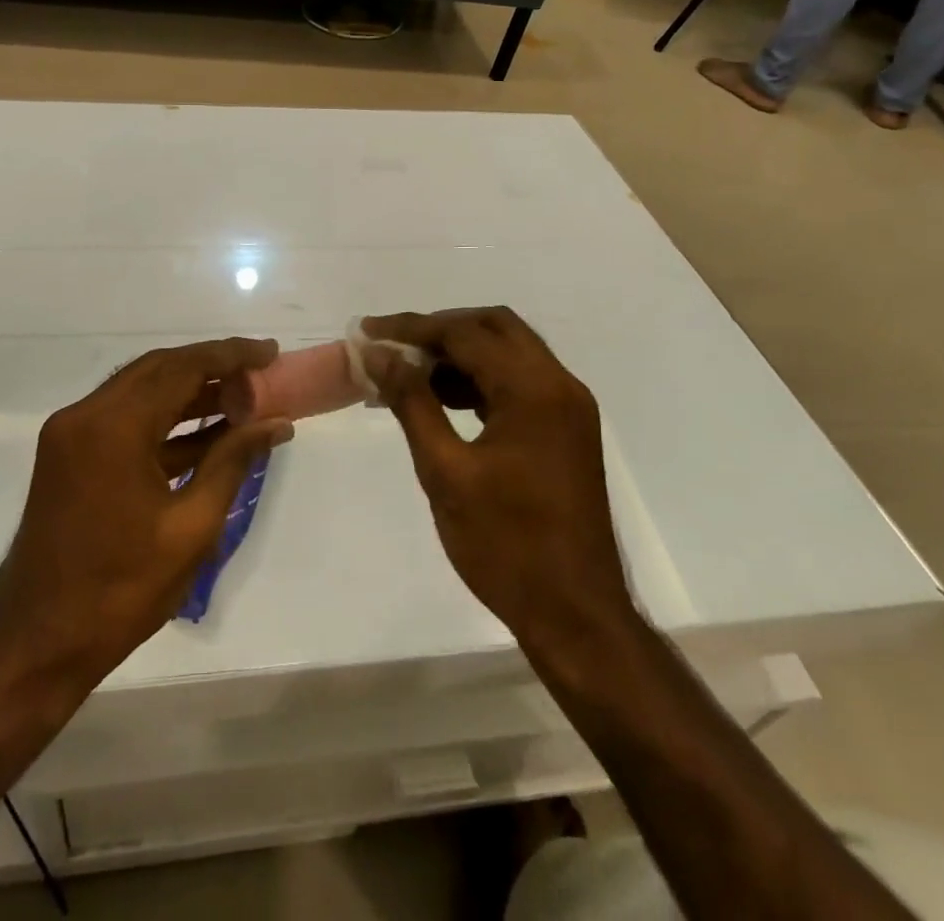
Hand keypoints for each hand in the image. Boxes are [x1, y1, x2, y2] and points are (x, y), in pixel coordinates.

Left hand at [0, 338, 293, 687]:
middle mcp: (86, 415)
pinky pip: (125, 421)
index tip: (270, 352)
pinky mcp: (69, 455)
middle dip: (212, 366)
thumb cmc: (119, 591)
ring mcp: (72, 434)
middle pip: (159, 369)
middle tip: (260, 371)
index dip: (230, 355)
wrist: (36, 645)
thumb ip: (233, 462)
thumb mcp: (191, 528)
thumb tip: (277, 424)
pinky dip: (165, 422)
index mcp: (113, 426)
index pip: (181, 368)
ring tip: (243, 400)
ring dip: (189, 392)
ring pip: (141, 392)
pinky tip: (207, 433)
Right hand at [361, 309, 632, 649]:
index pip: (466, 333)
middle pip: (494, 327)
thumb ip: (412, 402)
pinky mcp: (565, 430)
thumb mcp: (445, 471)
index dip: (412, 328)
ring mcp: (567, 408)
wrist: (576, 616)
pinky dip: (480, 380)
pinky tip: (442, 400)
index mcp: (534, 389)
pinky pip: (518, 383)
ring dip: (459, 354)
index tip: (367, 331)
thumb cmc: (506, 545)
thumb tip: (378, 353)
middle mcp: (559, 385)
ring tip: (406, 374)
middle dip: (439, 330)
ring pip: (508, 353)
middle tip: (392, 346)